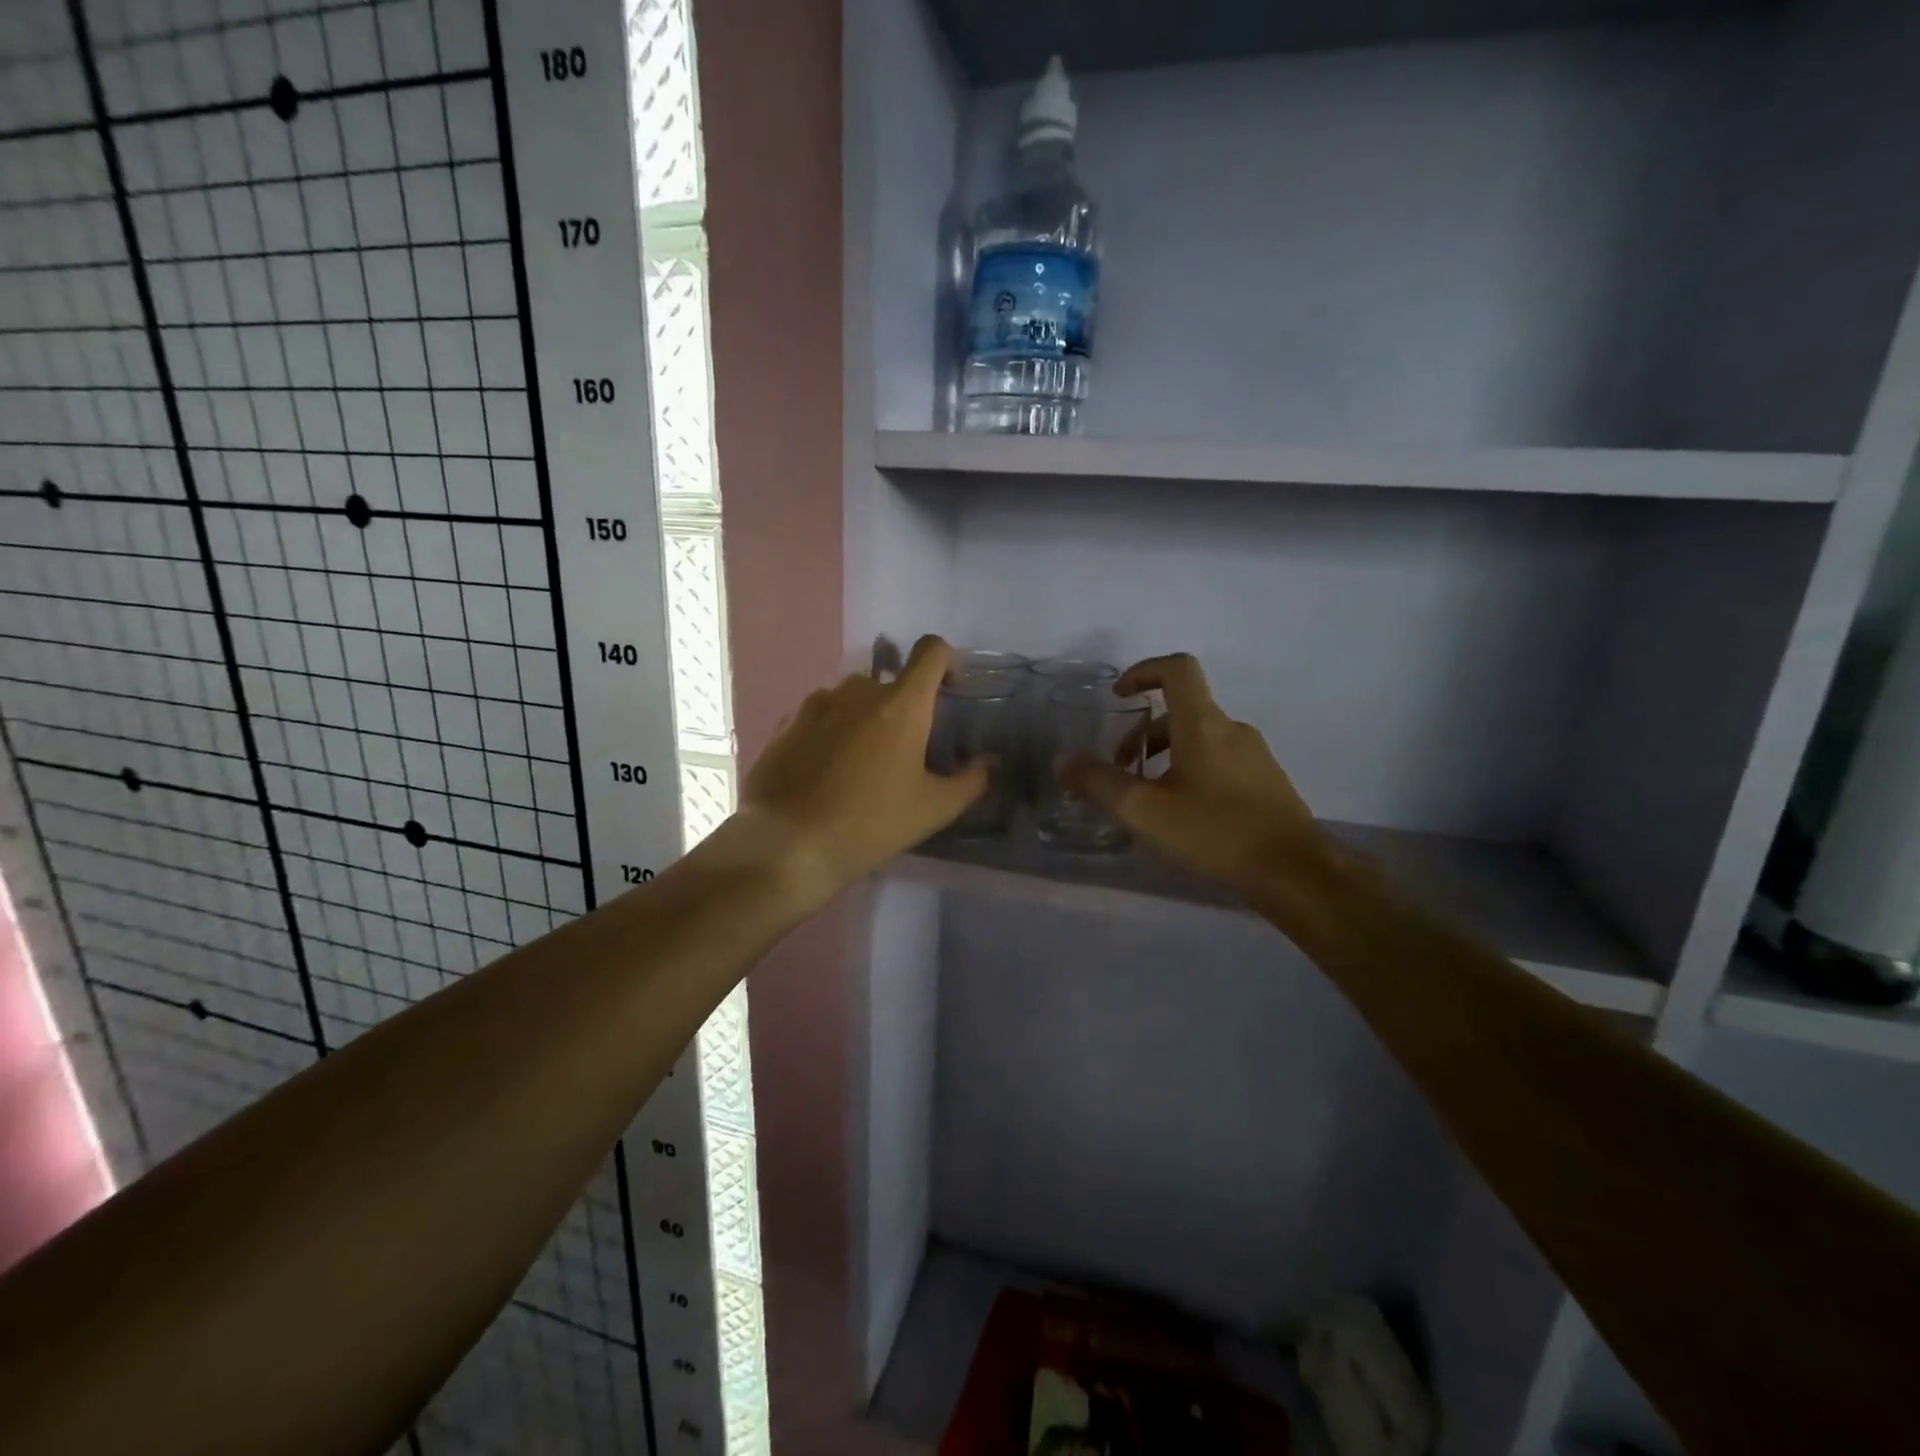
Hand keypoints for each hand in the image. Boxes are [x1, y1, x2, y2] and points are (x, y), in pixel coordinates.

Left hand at [740, 635, 990, 903]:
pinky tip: (827, 773)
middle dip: (903, 707)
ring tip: (862, 766)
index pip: (931, 651)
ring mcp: (816, 704)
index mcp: (901, 703)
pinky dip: (832, 732)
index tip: (950, 692)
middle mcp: (858, 691)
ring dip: (865, 719)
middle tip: (904, 752)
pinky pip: (820, 716)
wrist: (787, 845)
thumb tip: (991, 763)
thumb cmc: (870, 823)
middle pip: (890, 681)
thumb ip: (971, 781)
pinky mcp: (786, 724)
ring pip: (852, 699)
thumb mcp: (932, 809)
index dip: (948, 662)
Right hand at [1060, 653, 1327, 898]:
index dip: (1143, 670)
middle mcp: (1232, 729)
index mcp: (1204, 724)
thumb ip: (1099, 783)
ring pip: (1200, 739)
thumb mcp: (1145, 811)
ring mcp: (1255, 755)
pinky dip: (1192, 771)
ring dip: (1166, 755)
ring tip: (1147, 797)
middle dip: (1144, 733)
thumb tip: (1062, 761)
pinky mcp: (1266, 782)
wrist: (1294, 873)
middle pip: (1182, 711)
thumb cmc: (1216, 833)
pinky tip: (1183, 815)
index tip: (1119, 696)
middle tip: (1121, 769)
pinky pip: (1220, 760)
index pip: (1177, 668)